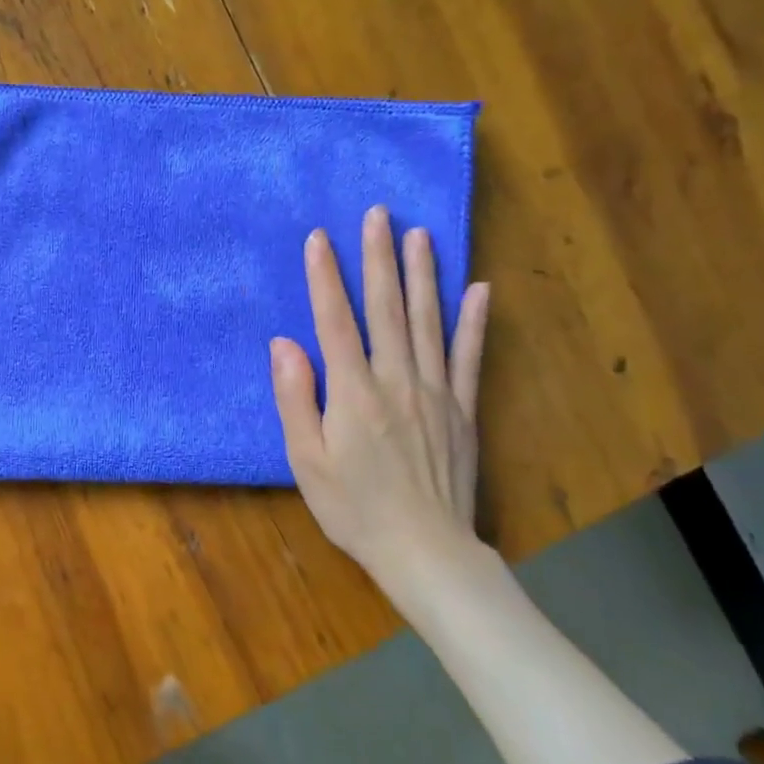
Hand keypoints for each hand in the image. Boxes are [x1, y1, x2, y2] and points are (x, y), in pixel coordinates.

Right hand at [270, 207, 492, 617]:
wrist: (424, 550)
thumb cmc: (353, 507)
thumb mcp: (306, 460)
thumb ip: (295, 398)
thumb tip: (284, 344)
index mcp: (353, 392)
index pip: (335, 321)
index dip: (325, 277)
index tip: (319, 238)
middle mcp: (396, 380)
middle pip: (387, 309)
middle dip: (379, 258)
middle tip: (379, 213)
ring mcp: (436, 392)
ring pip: (429, 322)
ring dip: (423, 275)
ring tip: (420, 234)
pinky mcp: (463, 410)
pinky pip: (469, 358)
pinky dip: (474, 322)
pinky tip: (479, 290)